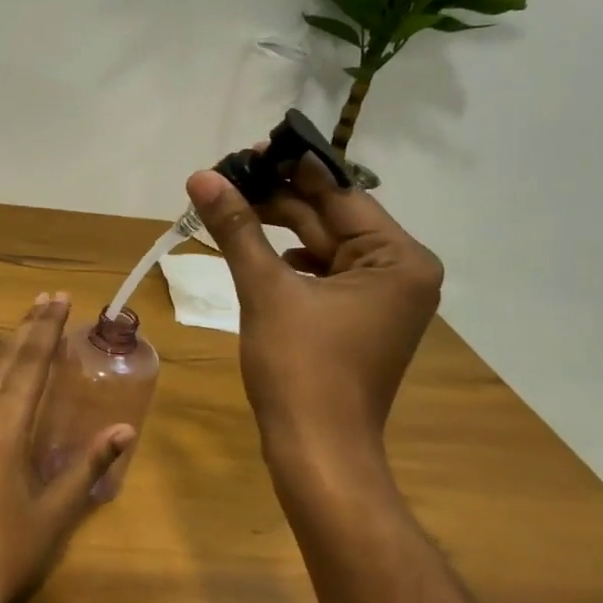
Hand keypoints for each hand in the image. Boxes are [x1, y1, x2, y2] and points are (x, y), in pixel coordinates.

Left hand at [0, 293, 132, 602]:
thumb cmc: (4, 555)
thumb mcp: (54, 514)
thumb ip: (87, 466)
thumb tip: (123, 430)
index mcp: (2, 430)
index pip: (30, 365)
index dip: (47, 330)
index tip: (59, 300)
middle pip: (4, 363)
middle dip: (27, 330)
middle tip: (45, 300)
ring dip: (7, 356)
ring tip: (26, 334)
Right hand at [186, 155, 442, 476]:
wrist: (317, 453)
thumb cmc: (300, 369)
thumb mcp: (266, 290)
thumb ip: (237, 228)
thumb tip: (202, 176)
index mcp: (398, 258)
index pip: (340, 193)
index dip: (290, 168)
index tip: (246, 148)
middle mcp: (400, 271)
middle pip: (330, 218)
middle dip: (277, 199)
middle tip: (223, 178)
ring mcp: (379, 298)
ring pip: (321, 246)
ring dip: (275, 228)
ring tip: (228, 207)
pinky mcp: (356, 318)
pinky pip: (320, 273)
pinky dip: (285, 260)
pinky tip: (252, 250)